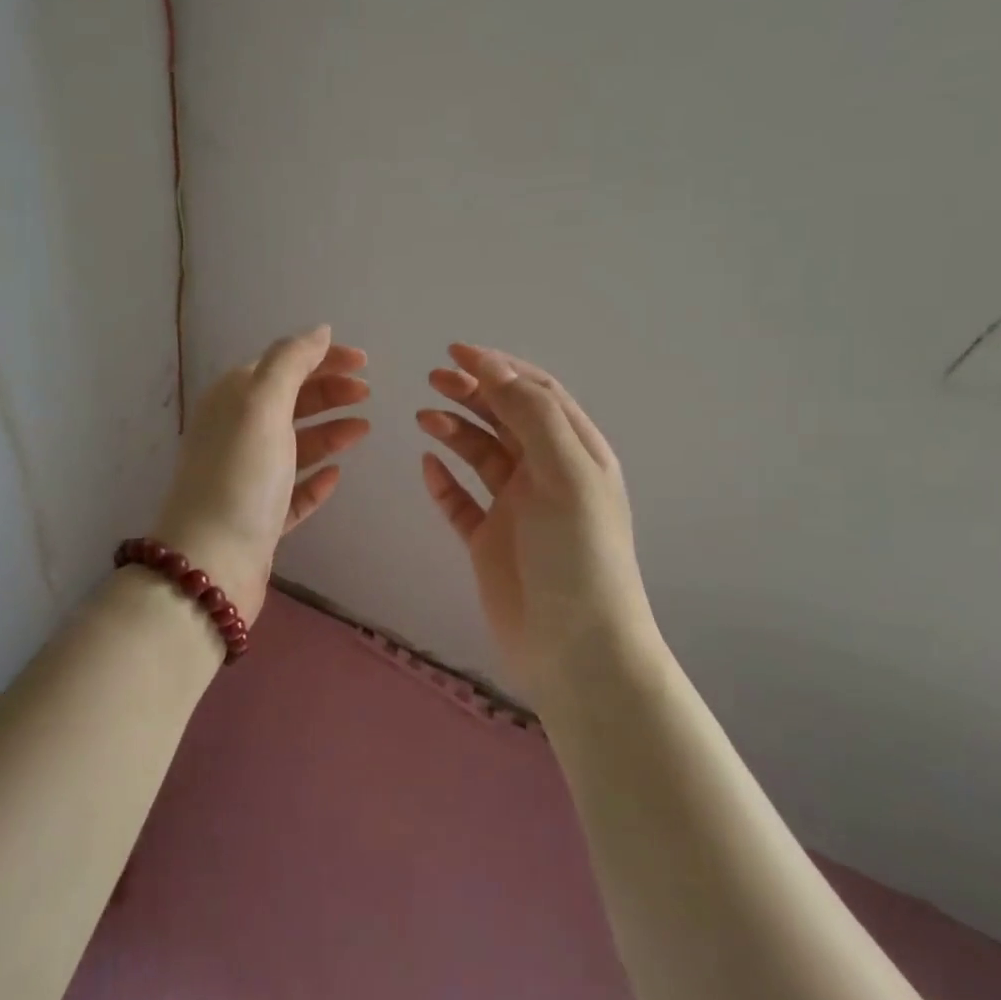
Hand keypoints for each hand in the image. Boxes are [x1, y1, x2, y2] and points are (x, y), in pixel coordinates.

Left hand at [152, 326, 369, 625]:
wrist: (211, 564)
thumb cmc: (240, 476)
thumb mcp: (262, 405)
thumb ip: (291, 362)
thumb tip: (319, 330)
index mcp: (232, 402)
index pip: (281, 365)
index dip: (321, 359)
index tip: (364, 362)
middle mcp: (236, 434)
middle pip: (289, 403)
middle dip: (328, 392)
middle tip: (368, 393)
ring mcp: (247, 478)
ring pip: (294, 445)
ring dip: (328, 432)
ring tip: (364, 428)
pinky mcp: (259, 517)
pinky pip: (293, 490)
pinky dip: (315, 479)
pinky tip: (336, 475)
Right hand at [417, 344, 651, 695]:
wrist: (574, 648)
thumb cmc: (577, 555)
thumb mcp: (566, 475)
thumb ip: (532, 416)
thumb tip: (494, 368)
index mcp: (576, 453)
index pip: (537, 394)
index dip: (500, 368)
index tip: (457, 351)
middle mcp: (547, 474)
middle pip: (506, 418)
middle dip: (472, 392)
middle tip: (433, 379)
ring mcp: (517, 508)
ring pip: (482, 455)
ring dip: (455, 430)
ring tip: (423, 417)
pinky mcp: (490, 540)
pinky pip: (462, 501)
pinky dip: (444, 481)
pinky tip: (427, 466)